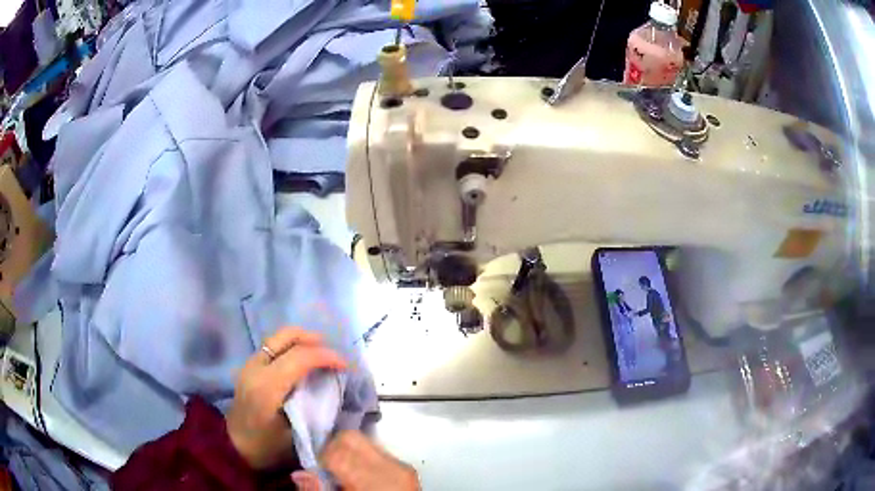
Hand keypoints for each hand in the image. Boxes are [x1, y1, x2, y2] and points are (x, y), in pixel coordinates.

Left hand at [226, 327, 346, 469]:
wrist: (235, 447)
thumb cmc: (266, 446)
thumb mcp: (294, 434)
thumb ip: (311, 408)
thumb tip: (330, 388)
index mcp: (267, 386)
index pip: (300, 357)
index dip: (326, 356)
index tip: (345, 366)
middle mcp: (256, 367)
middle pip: (286, 336)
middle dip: (313, 339)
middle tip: (332, 353)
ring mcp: (250, 364)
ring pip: (278, 337)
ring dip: (301, 341)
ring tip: (320, 354)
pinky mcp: (249, 367)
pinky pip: (273, 347)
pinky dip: (291, 347)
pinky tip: (301, 362)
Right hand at [322, 431, 419, 490]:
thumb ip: (317, 490)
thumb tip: (301, 474)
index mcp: (371, 480)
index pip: (337, 449)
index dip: (321, 457)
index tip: (317, 470)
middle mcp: (391, 467)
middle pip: (351, 438)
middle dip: (334, 449)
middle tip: (328, 469)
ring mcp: (403, 467)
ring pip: (366, 442)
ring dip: (350, 454)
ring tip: (345, 475)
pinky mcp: (408, 470)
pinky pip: (380, 454)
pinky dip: (366, 461)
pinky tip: (362, 478)